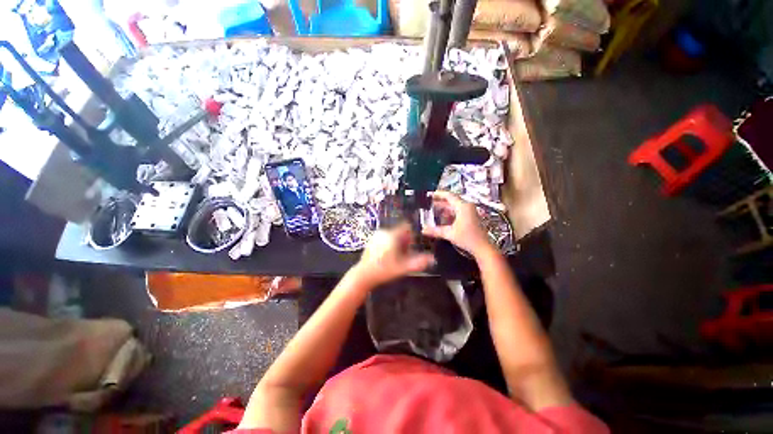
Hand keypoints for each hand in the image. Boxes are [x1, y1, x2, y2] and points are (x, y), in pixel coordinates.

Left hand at [352, 223, 434, 286]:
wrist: (363, 276)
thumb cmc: (383, 271)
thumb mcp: (403, 268)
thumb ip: (418, 263)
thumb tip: (432, 259)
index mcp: (391, 235)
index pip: (406, 227)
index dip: (411, 236)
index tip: (412, 246)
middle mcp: (383, 232)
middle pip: (400, 233)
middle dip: (404, 242)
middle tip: (404, 256)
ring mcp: (376, 236)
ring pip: (393, 236)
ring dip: (397, 244)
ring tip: (395, 258)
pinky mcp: (372, 240)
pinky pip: (385, 238)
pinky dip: (389, 245)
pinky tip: (387, 257)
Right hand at [422, 191, 492, 256]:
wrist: (483, 248)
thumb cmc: (468, 238)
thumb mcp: (449, 234)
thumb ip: (435, 231)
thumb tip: (422, 230)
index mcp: (463, 206)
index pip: (449, 195)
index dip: (438, 194)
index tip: (429, 195)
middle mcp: (467, 206)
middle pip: (451, 201)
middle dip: (439, 203)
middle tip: (428, 204)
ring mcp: (469, 211)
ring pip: (454, 207)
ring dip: (443, 209)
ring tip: (432, 212)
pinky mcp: (470, 217)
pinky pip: (457, 212)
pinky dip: (449, 214)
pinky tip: (441, 219)